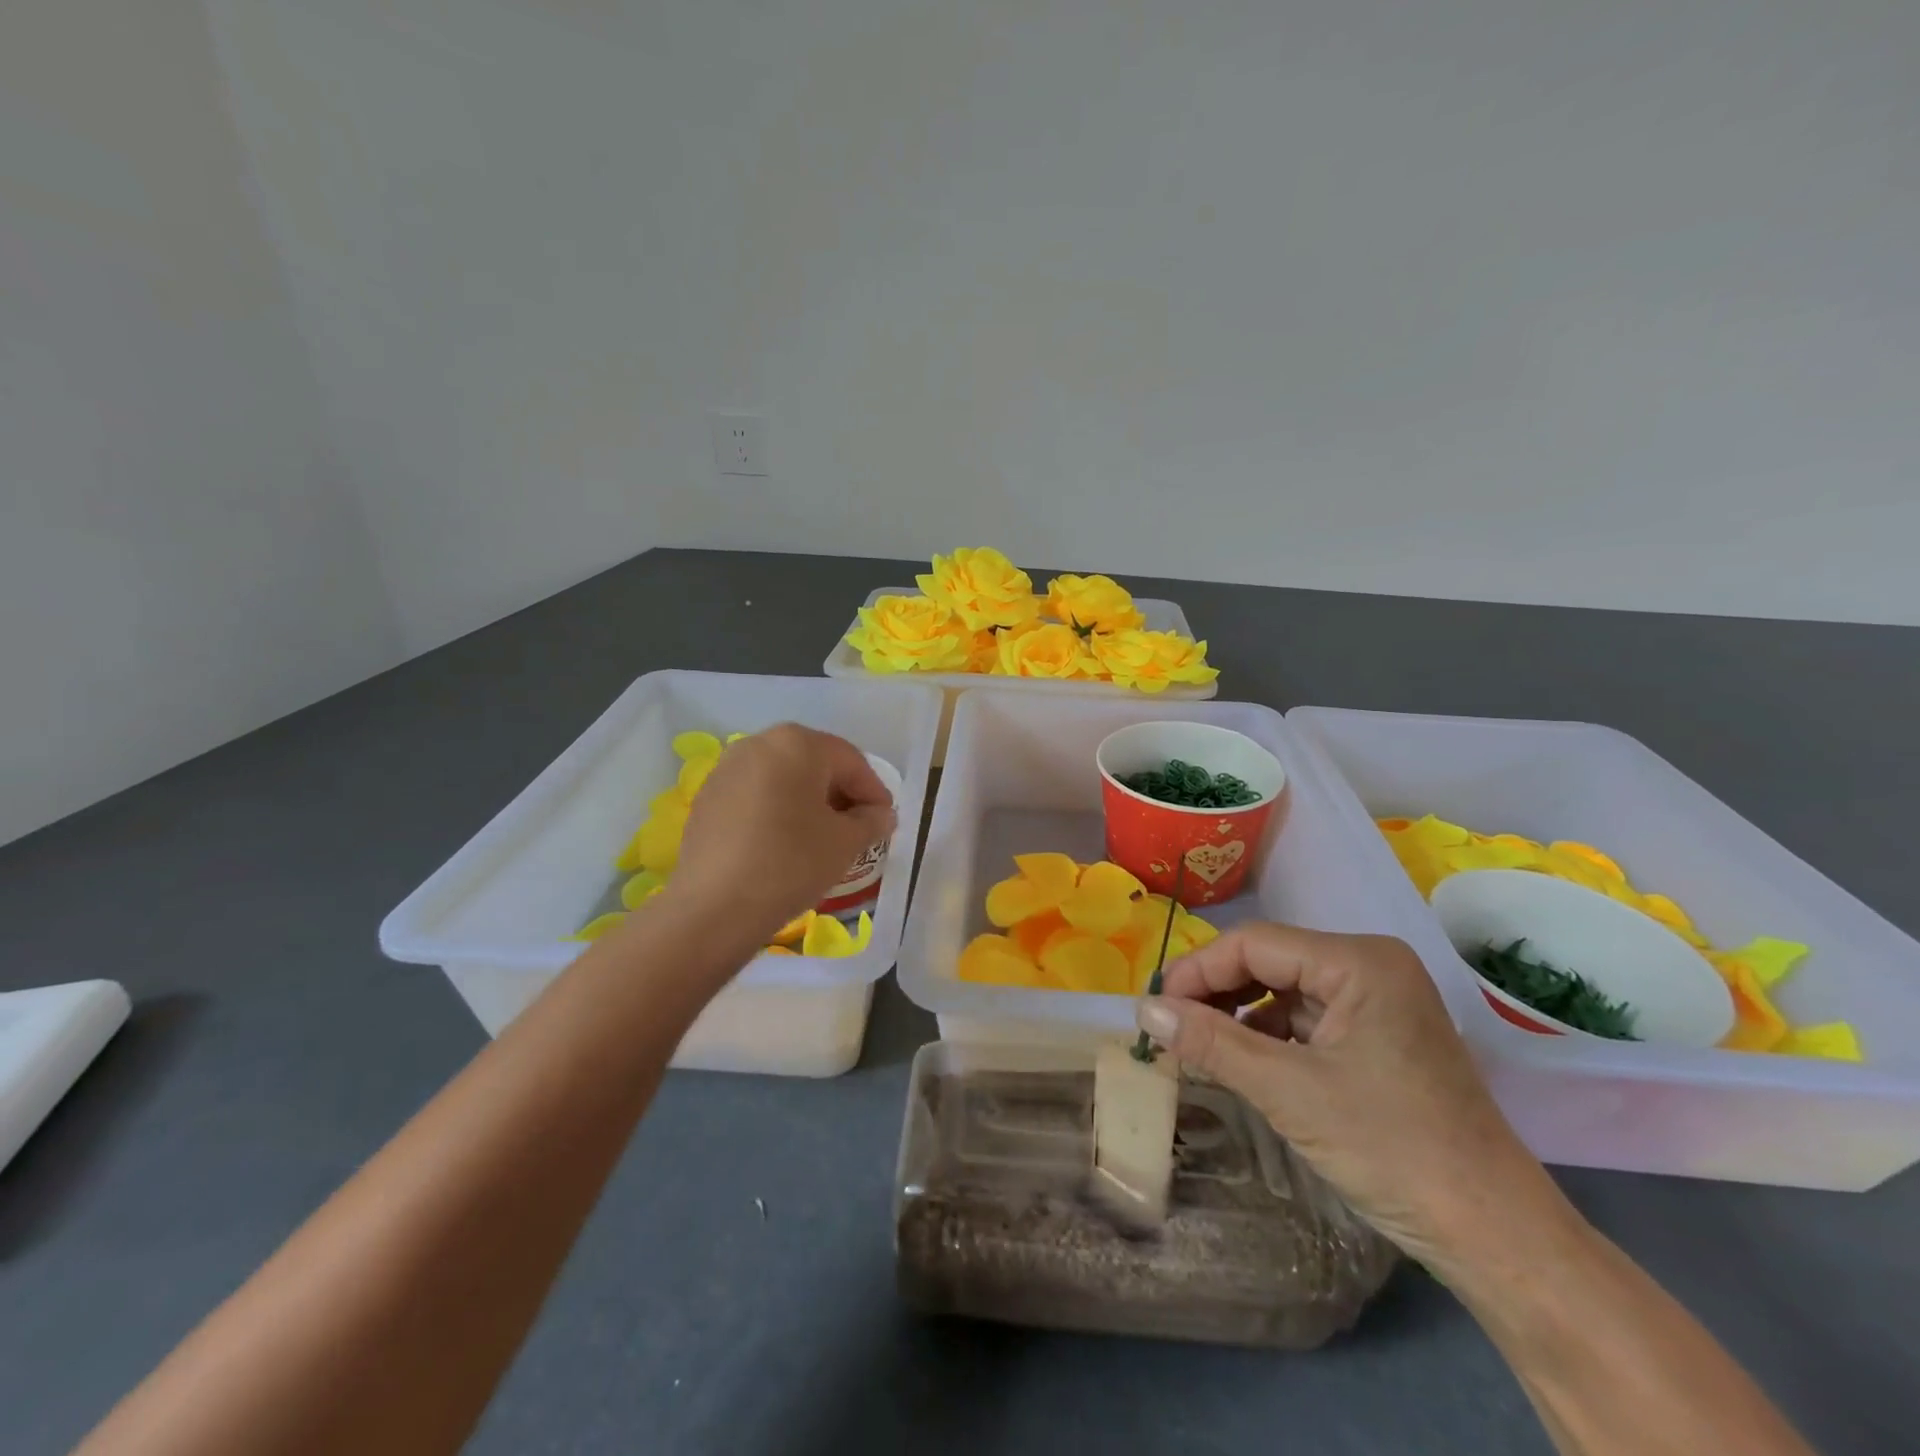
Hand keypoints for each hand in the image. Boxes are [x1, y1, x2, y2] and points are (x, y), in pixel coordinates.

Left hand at [665, 724, 896, 946]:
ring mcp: (727, 769)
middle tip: (858, 828)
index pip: (851, 761)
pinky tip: (784, 844)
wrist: (713, 907)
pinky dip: (777, 812)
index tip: (885, 820)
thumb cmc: (790, 863)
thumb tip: (881, 815)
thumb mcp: (845, 843)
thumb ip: (871, 821)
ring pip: (783, 779)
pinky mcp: (707, 798)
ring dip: (808, 802)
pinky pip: (756, 796)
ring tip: (822, 839)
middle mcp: (760, 743)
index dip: (874, 791)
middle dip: (840, 794)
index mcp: (798, 743)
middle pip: (815, 764)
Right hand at [1137, 922, 1567, 1276]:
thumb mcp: (1288, 1092)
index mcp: (1359, 961)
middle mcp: (1370, 966)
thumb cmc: (1392, 1150)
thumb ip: (1211, 1043)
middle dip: (1215, 992)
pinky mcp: (1378, 1036)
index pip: (1254, 943)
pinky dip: (1267, 1036)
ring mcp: (1378, 1001)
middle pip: (1269, 961)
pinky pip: (1306, 1019)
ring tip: (1196, 1046)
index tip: (1153, 1007)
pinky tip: (1241, 1060)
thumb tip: (1143, 1010)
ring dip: (1237, 1015)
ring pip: (1283, 990)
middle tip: (1169, 1027)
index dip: (1197, 970)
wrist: (1496, 1237)